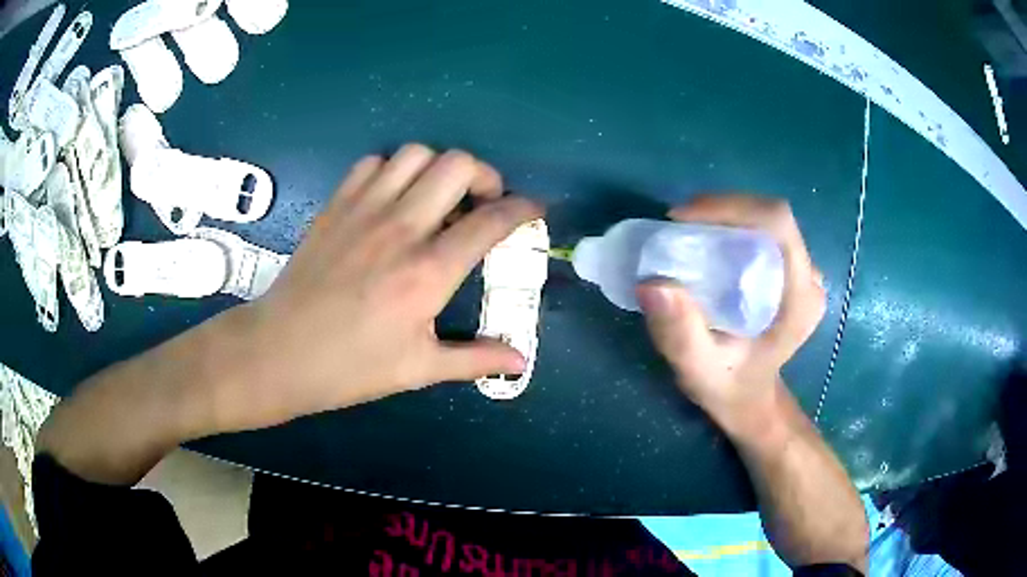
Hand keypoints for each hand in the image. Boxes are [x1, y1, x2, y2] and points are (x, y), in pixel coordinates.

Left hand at [214, 144, 541, 430]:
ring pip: (416, 154)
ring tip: (439, 196)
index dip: (523, 208)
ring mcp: (364, 210)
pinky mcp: (336, 205)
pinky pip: (373, 163)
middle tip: (483, 202)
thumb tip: (520, 360)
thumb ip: (475, 359)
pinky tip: (393, 198)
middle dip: (485, 175)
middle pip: (458, 165)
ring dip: (439, 168)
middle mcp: (401, 228)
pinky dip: (393, 170)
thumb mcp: (417, 369)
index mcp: (428, 272)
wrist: (279, 352)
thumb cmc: (349, 367)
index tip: (534, 209)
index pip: (491, 221)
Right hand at [636, 195, 825, 431]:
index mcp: (800, 299)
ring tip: (686, 230)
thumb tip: (653, 283)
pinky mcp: (790, 272)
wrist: (750, 400)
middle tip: (678, 224)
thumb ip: (681, 335)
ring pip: (766, 220)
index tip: (683, 219)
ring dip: (725, 214)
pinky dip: (730, 225)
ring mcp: (802, 273)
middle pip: (770, 216)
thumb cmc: (730, 389)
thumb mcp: (700, 372)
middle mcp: (809, 279)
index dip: (731, 207)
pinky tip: (705, 240)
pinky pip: (762, 232)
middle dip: (723, 208)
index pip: (777, 224)